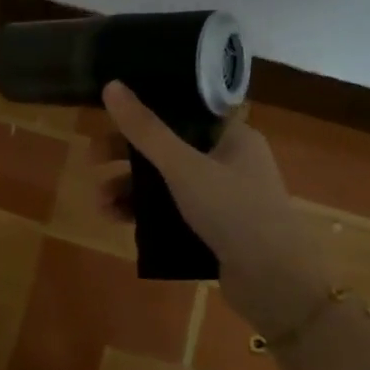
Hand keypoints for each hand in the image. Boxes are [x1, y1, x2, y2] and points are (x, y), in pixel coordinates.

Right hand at [100, 81, 333, 331]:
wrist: (276, 283)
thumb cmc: (234, 211)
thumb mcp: (183, 166)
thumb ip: (145, 129)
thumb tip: (111, 85)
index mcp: (233, 137)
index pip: (183, 112)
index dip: (145, 113)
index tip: (110, 120)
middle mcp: (230, 162)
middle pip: (169, 148)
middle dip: (127, 156)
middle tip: (93, 161)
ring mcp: (224, 198)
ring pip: (167, 183)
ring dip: (131, 189)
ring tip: (100, 204)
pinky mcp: (216, 229)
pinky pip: (173, 212)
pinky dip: (146, 214)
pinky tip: (118, 221)